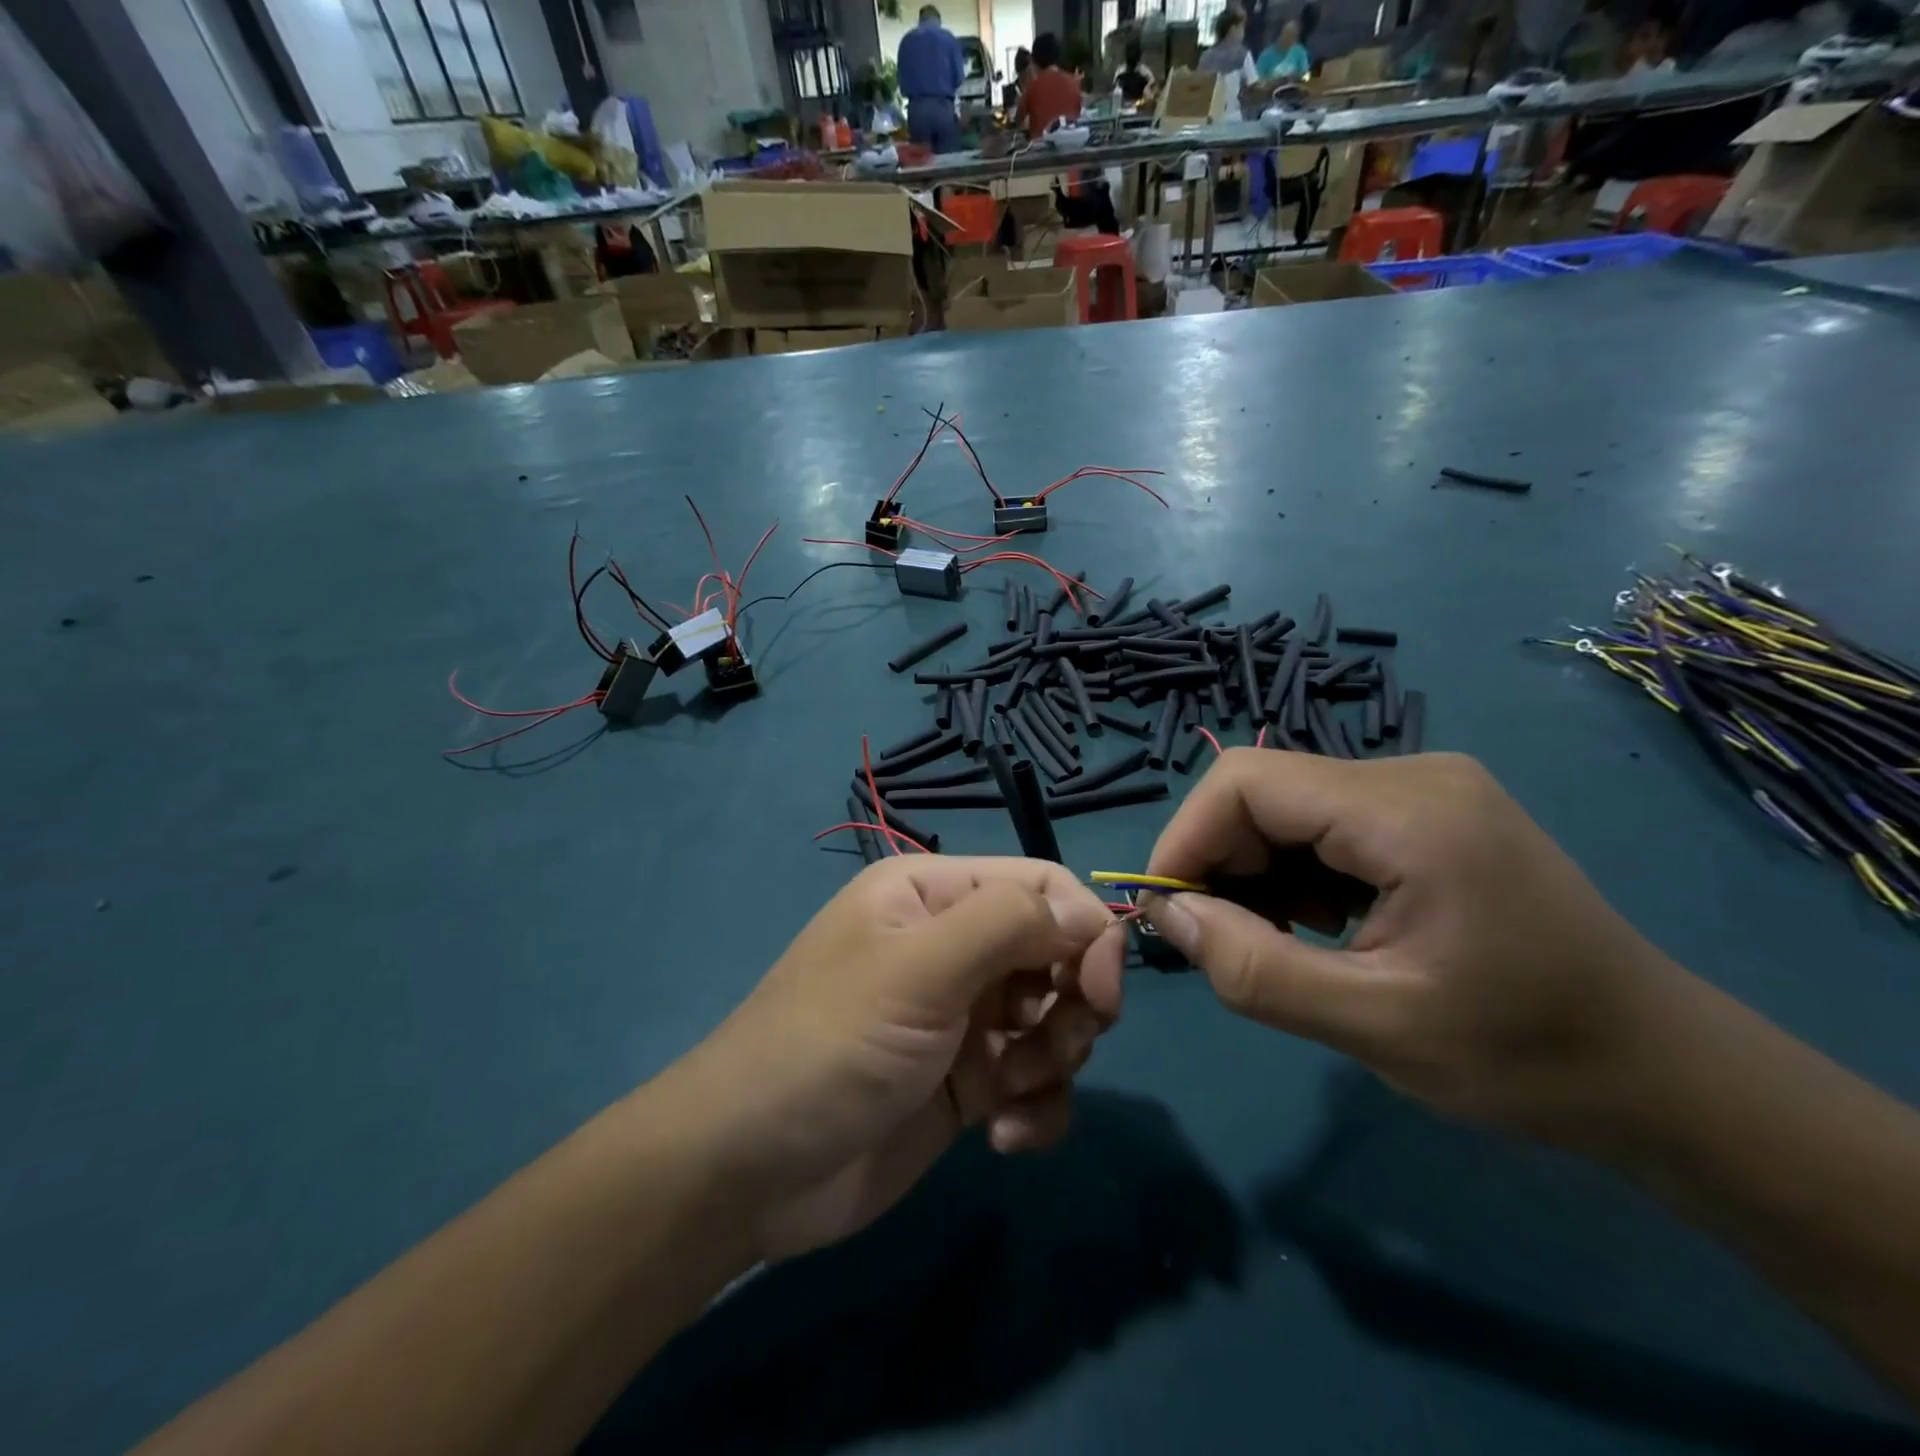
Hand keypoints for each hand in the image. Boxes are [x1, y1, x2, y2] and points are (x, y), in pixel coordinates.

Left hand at [674, 857, 1124, 1260]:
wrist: (750, 1173)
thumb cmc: (831, 1046)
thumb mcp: (917, 971)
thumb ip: (1006, 925)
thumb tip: (1089, 914)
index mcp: (934, 895)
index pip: (1040, 887)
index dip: (1084, 930)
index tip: (1101, 990)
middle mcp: (954, 946)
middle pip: (1058, 952)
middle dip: (1072, 1003)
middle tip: (1052, 1049)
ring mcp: (964, 1017)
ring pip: (1056, 1019)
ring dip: (1054, 1060)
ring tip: (1011, 1094)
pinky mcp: (970, 1083)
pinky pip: (1038, 1080)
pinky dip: (1039, 1107)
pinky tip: (1002, 1137)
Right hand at [1142, 750, 1698, 1143]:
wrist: (1662, 1073)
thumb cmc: (1525, 1057)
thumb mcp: (1374, 1025)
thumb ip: (1253, 968)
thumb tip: (1165, 915)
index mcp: (1408, 811)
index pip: (1246, 782)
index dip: (1186, 837)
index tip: (1165, 910)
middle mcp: (1413, 774)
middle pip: (1264, 789)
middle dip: (1219, 860)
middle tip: (1216, 939)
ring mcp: (1425, 789)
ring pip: (1289, 806)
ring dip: (1255, 870)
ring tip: (1271, 940)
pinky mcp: (1428, 813)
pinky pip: (1325, 822)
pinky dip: (1294, 871)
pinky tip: (1316, 925)